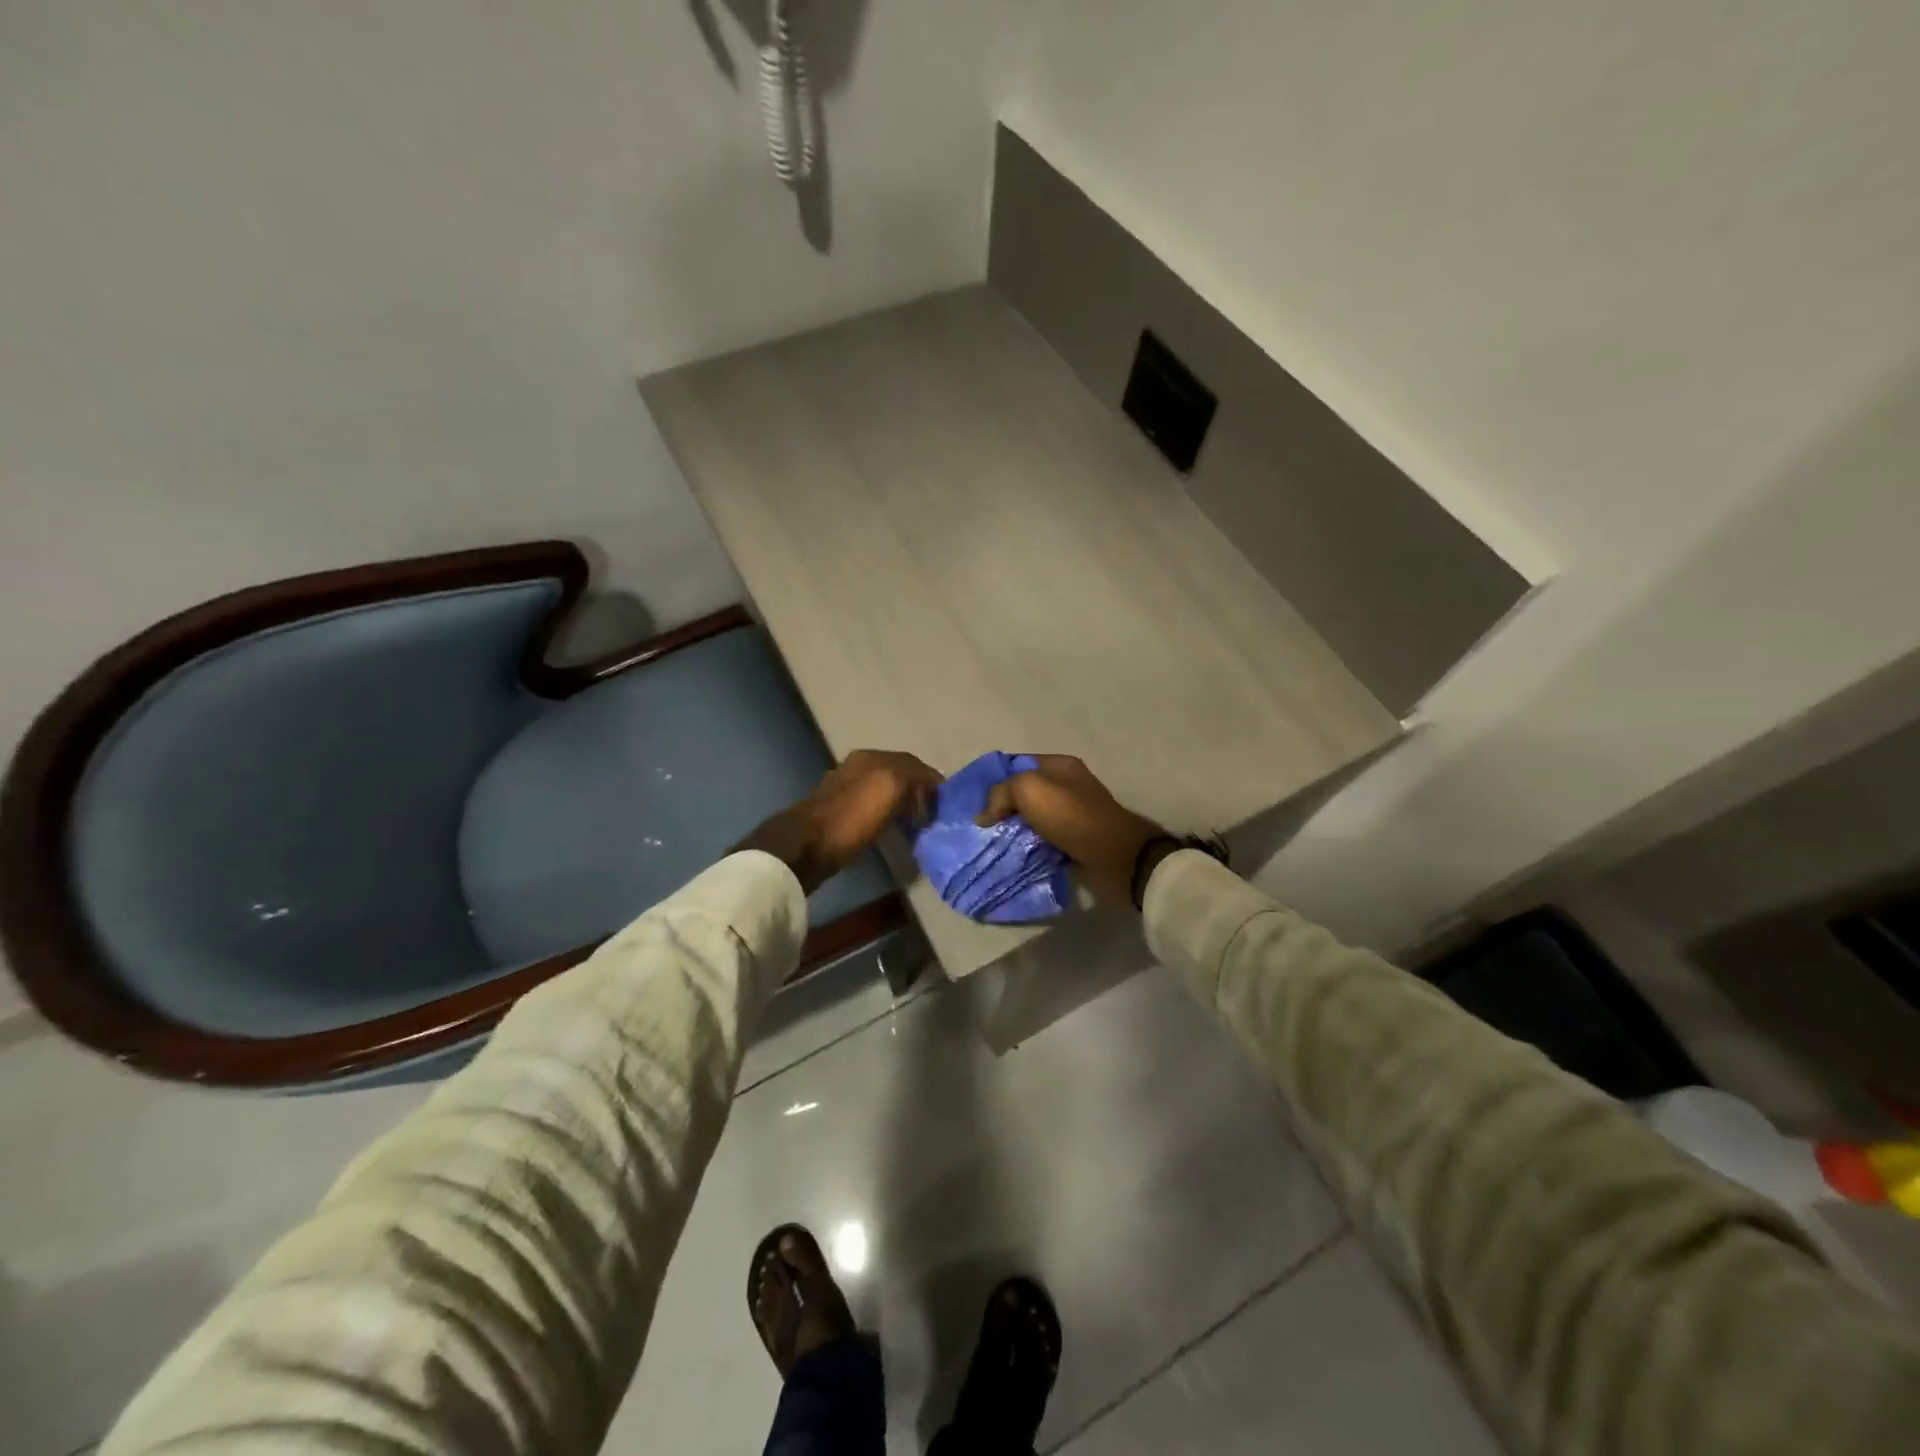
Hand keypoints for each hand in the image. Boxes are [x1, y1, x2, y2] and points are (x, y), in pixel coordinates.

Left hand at [735, 749, 942, 892]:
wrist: (807, 846)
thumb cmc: (853, 817)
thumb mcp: (891, 787)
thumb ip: (914, 777)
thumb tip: (929, 785)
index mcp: (872, 757)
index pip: (913, 763)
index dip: (931, 782)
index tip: (945, 804)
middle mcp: (858, 766)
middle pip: (899, 775)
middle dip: (918, 792)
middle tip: (932, 816)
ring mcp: (846, 788)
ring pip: (885, 791)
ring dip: (902, 805)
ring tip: (915, 825)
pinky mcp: (838, 813)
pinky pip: (873, 808)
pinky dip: (887, 815)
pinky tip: (892, 829)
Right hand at [975, 755, 1162, 906]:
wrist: (1113, 855)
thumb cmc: (1070, 814)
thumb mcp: (1028, 789)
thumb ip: (1001, 793)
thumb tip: (984, 816)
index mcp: (1060, 765)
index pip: (1018, 764)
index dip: (997, 779)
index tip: (977, 801)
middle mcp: (1068, 785)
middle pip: (1026, 793)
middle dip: (1004, 808)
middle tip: (983, 826)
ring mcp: (1074, 813)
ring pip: (1034, 819)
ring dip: (1016, 831)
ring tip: (994, 844)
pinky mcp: (1077, 839)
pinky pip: (1045, 840)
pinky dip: (1031, 847)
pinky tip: (1015, 856)